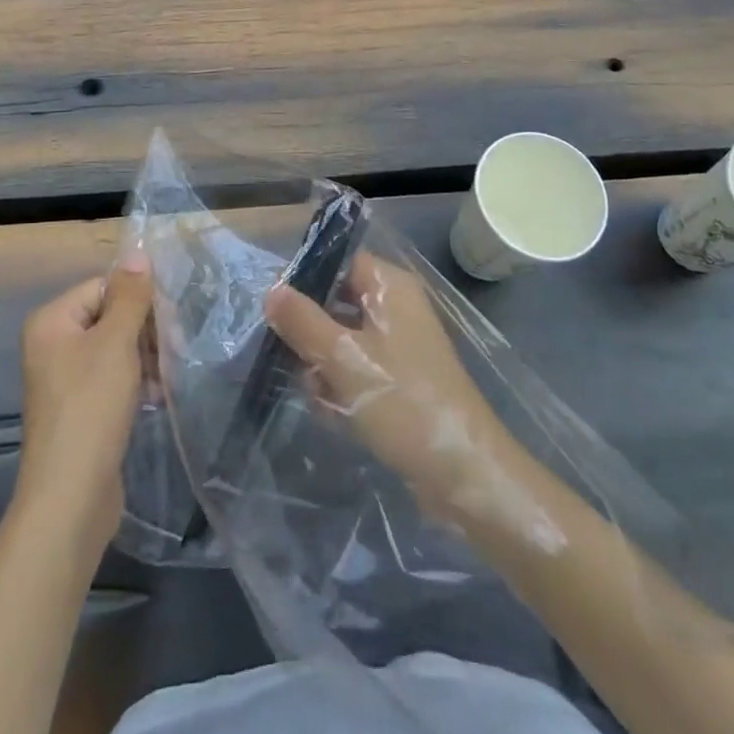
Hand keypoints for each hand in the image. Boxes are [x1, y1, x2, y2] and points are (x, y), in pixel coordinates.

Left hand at [13, 257, 151, 557]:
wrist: (70, 497)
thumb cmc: (91, 408)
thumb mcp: (115, 343)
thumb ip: (130, 297)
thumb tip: (137, 253)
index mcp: (52, 321)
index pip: (103, 287)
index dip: (137, 300)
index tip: (170, 320)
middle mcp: (52, 345)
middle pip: (109, 317)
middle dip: (145, 332)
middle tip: (175, 350)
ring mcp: (64, 380)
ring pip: (115, 350)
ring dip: (145, 358)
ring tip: (168, 377)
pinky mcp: (79, 409)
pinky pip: (112, 379)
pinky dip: (136, 383)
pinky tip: (158, 396)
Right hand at [266, 253, 519, 523]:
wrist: (462, 472)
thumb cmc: (402, 401)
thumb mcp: (343, 357)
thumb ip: (302, 320)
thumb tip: (270, 289)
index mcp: (390, 286)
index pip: (338, 261)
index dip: (304, 278)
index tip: (275, 307)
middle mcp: (395, 307)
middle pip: (335, 301)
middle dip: (310, 333)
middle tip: (295, 359)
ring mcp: (399, 345)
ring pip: (341, 339)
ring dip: (322, 365)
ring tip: (319, 394)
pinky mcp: (399, 379)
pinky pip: (356, 369)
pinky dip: (341, 386)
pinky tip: (333, 412)